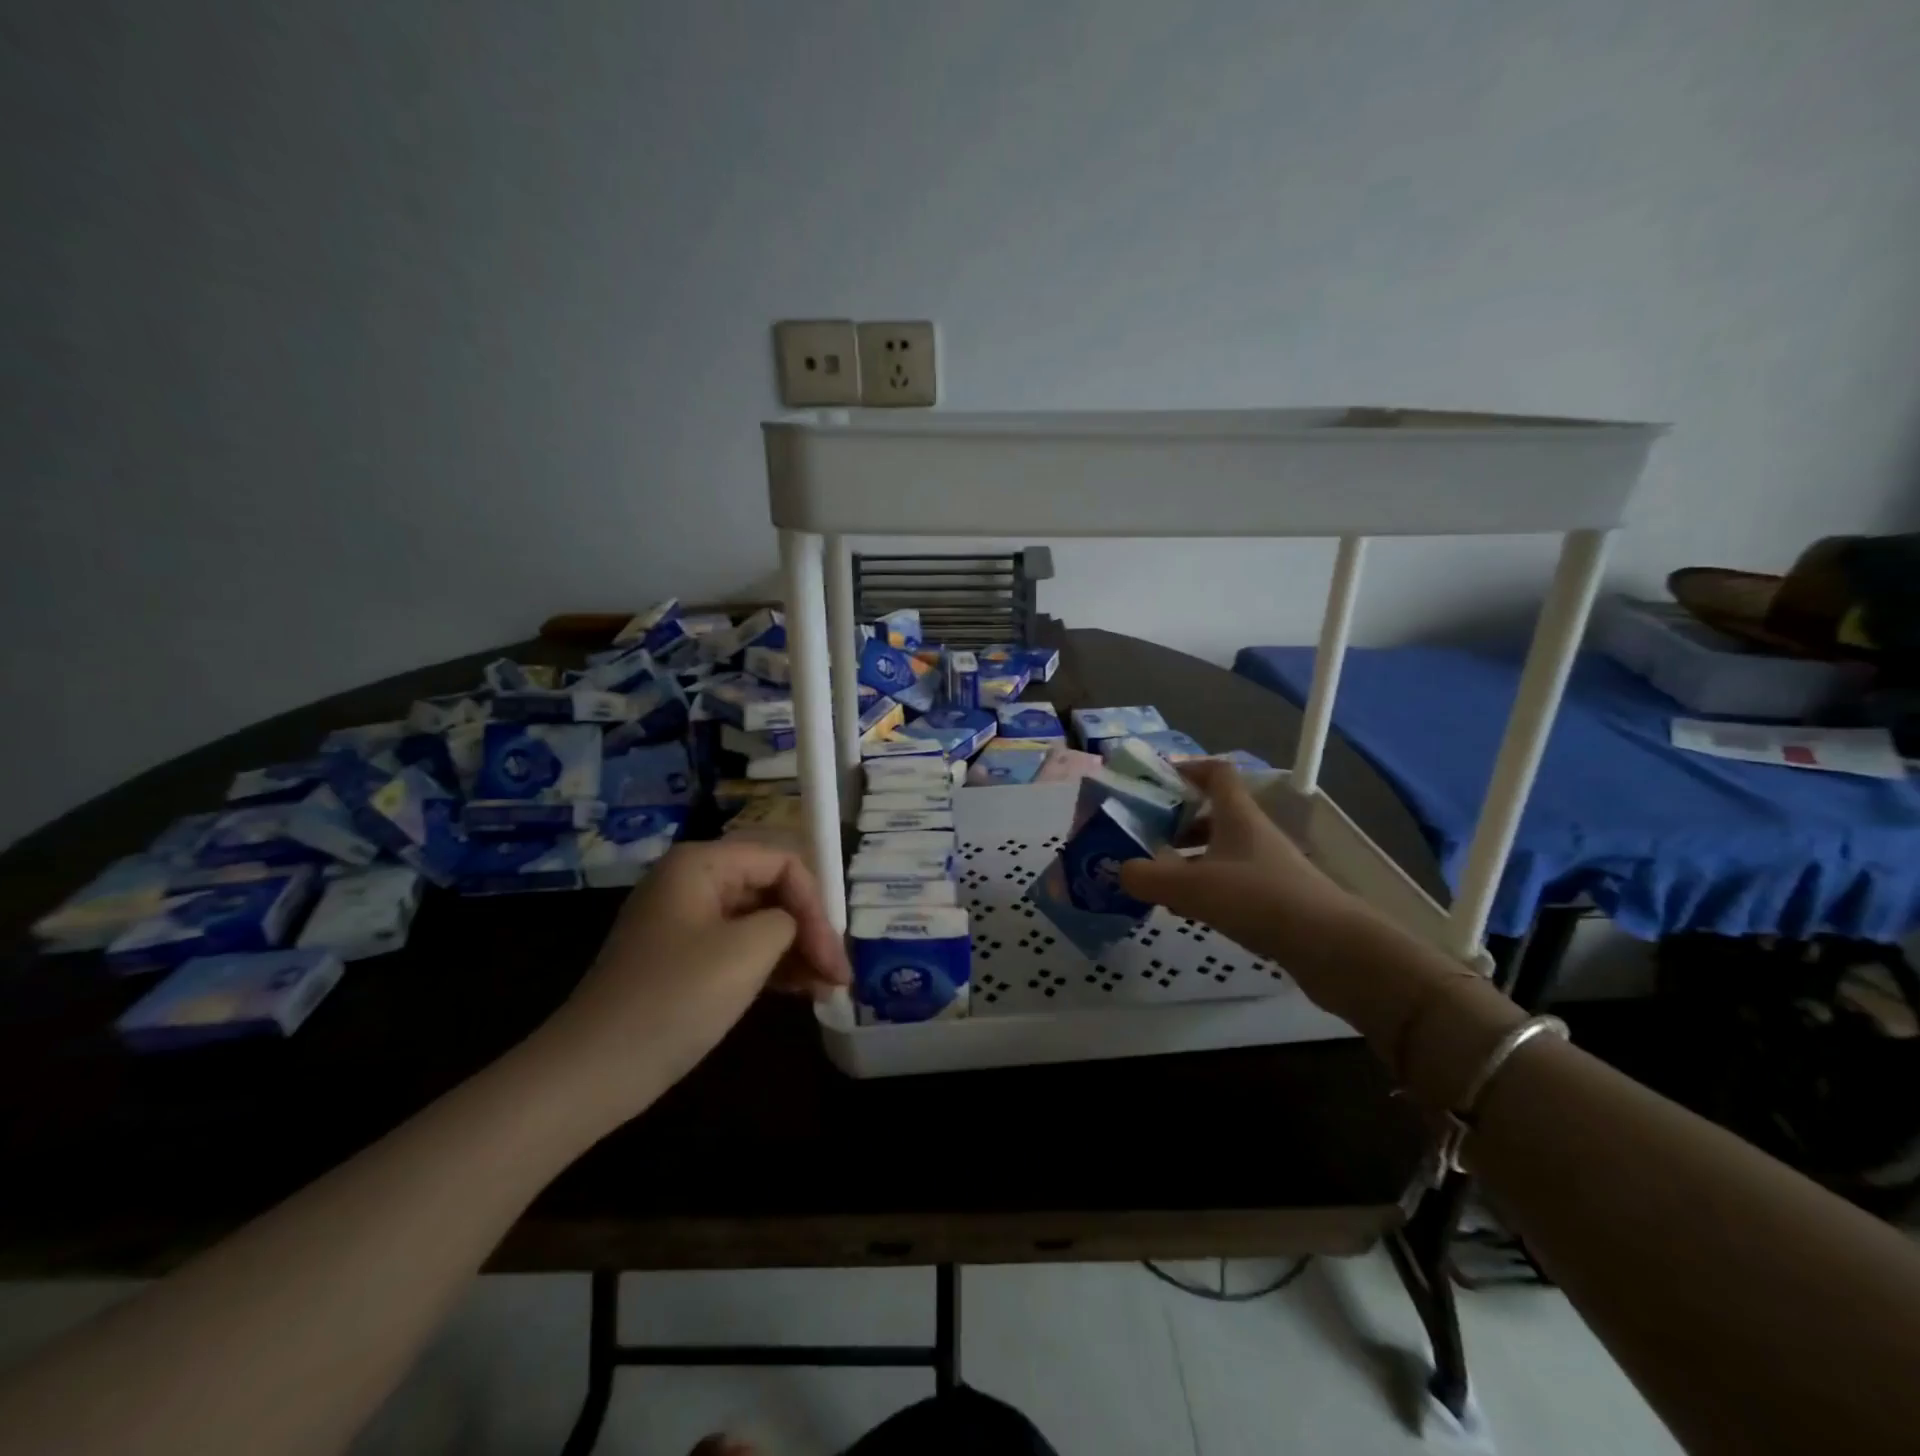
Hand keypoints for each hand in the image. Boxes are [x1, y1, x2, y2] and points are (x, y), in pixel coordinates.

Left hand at [536, 841, 850, 1122]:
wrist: (592, 1072)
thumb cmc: (675, 999)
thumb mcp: (748, 951)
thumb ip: (789, 921)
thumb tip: (793, 928)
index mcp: (701, 864)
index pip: (781, 862)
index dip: (816, 903)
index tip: (833, 954)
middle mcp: (693, 882)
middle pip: (772, 889)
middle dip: (810, 928)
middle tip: (838, 973)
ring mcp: (687, 921)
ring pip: (760, 921)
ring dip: (797, 950)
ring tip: (828, 988)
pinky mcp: (685, 959)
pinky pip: (740, 947)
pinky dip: (772, 965)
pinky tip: (802, 991)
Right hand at [1118, 760, 1364, 986]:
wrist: (1331, 947)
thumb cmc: (1258, 899)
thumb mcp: (1191, 887)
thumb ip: (1147, 876)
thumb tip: (1120, 870)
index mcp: (1237, 815)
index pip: (1216, 772)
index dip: (1187, 769)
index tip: (1155, 781)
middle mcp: (1253, 833)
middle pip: (1213, 812)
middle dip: (1177, 819)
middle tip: (1144, 834)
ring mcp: (1268, 866)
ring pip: (1221, 848)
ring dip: (1190, 855)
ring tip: (1158, 874)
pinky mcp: (1276, 897)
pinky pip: (1232, 879)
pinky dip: (1206, 885)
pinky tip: (1189, 908)